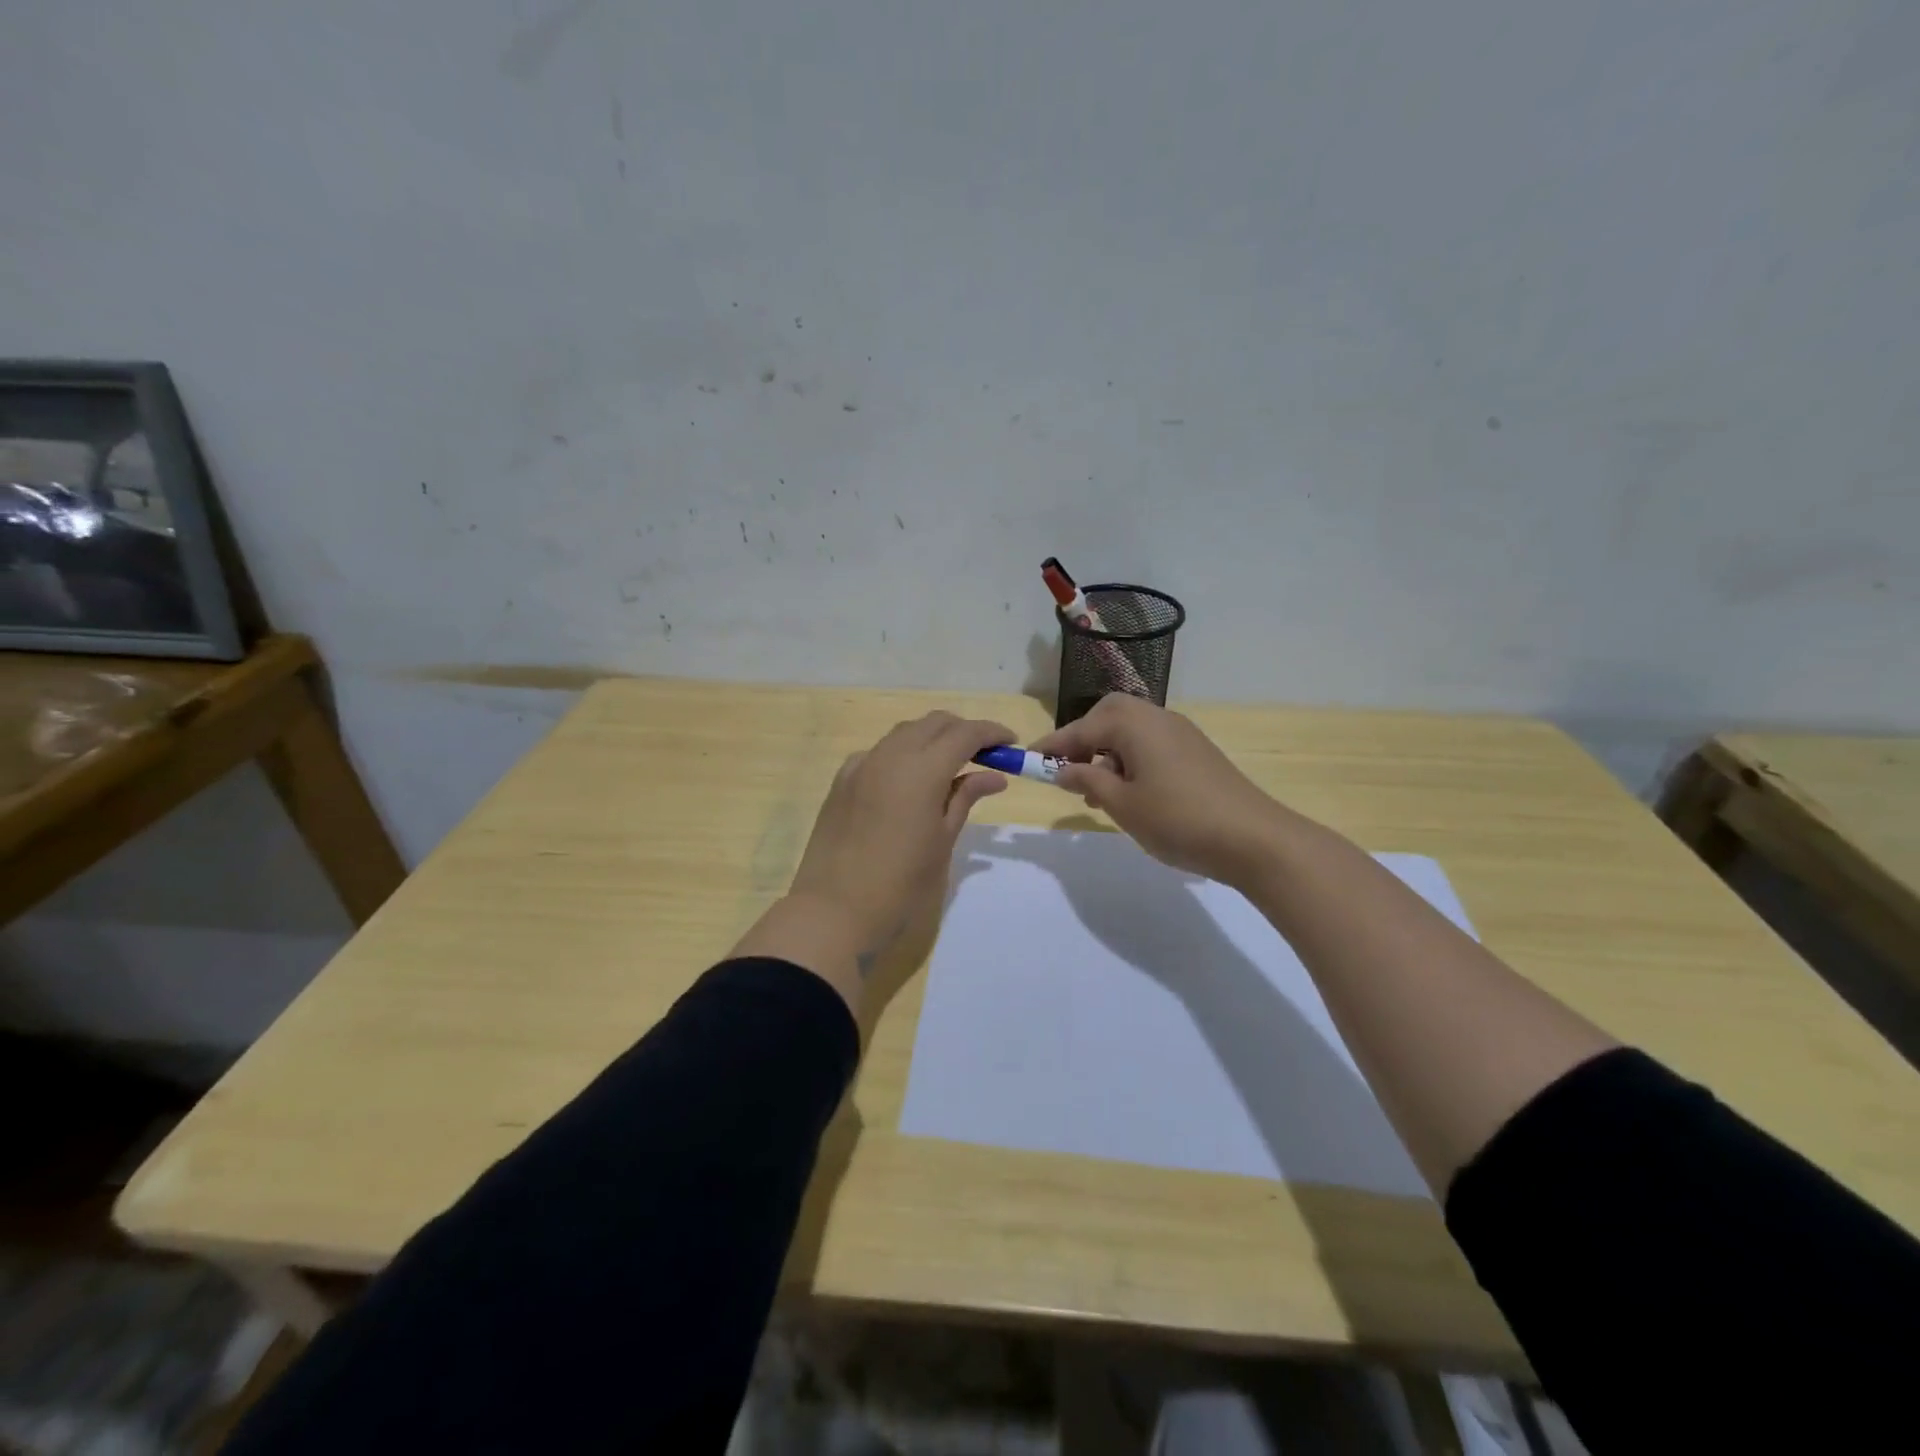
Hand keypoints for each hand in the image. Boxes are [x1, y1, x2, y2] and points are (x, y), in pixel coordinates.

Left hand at [778, 712, 1011, 980]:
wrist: (834, 909)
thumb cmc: (900, 883)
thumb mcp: (942, 840)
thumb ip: (965, 798)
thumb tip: (993, 776)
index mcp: (921, 769)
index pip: (964, 733)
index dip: (991, 733)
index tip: (1010, 744)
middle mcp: (890, 755)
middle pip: (933, 723)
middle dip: (962, 730)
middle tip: (984, 755)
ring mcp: (861, 764)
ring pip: (904, 733)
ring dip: (932, 738)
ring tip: (950, 766)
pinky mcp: (842, 780)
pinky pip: (879, 753)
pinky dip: (903, 755)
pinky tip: (909, 782)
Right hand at [1030, 695, 1285, 885]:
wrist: (1254, 838)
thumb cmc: (1178, 819)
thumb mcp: (1122, 805)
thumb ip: (1088, 782)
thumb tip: (1064, 769)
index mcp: (1133, 723)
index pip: (1080, 728)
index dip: (1052, 746)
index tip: (1027, 761)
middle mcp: (1156, 717)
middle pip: (1108, 715)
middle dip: (1083, 739)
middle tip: (1068, 771)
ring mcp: (1181, 733)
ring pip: (1131, 731)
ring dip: (1107, 752)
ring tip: (1097, 793)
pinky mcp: (1196, 752)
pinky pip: (1151, 744)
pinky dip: (1131, 760)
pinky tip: (1132, 793)